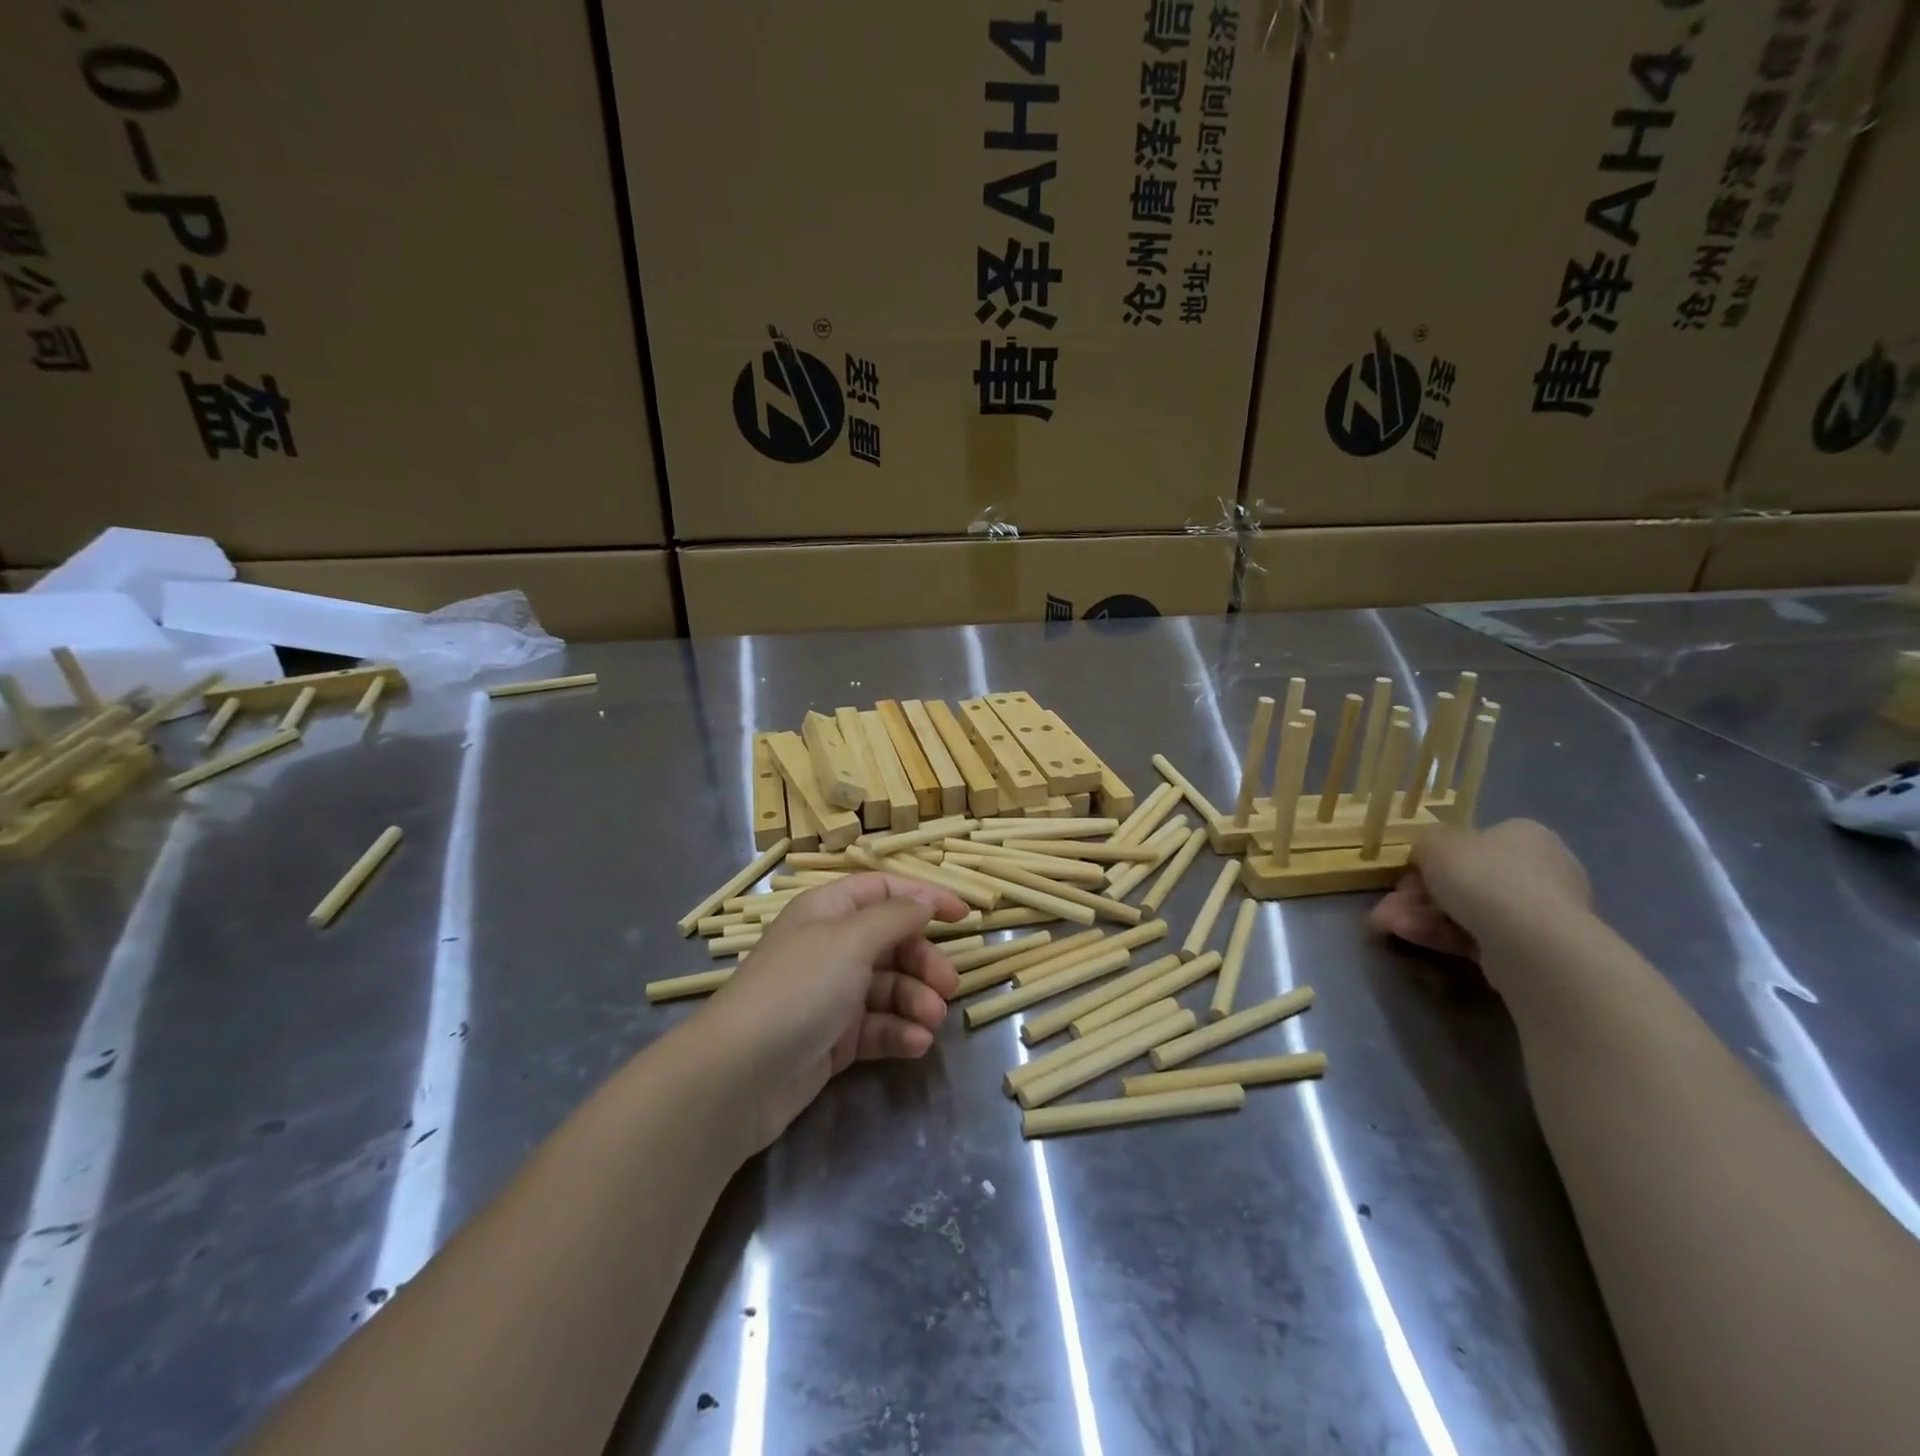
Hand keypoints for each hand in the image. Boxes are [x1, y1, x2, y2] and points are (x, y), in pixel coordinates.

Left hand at [697, 872, 968, 1150]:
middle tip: (949, 986)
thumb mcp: (851, 940)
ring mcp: (832, 995)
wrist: (741, 1074)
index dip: (924, 898)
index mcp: (829, 911)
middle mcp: (831, 947)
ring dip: (916, 1001)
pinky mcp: (834, 1039)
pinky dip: (899, 1032)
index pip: (884, 891)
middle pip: (892, 942)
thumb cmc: (799, 989)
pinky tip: (916, 1044)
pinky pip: (878, 1026)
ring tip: (931, 1020)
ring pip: (889, 988)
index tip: (964, 917)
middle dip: (924, 962)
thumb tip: (924, 899)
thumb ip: (895, 916)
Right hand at [1370, 819, 1589, 964]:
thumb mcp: (1435, 843)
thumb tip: (1427, 854)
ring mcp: (1538, 913)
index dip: (1435, 857)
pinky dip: (1441, 934)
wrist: (1528, 939)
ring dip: (1421, 915)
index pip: (1475, 842)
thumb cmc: (1482, 875)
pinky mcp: (1531, 949)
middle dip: (1419, 893)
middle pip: (1466, 880)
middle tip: (1389, 904)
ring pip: (1466, 910)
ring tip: (1387, 924)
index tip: (1407, 871)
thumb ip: (1426, 843)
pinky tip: (1409, 936)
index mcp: (1525, 836)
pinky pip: (1477, 936)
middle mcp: (1540, 870)